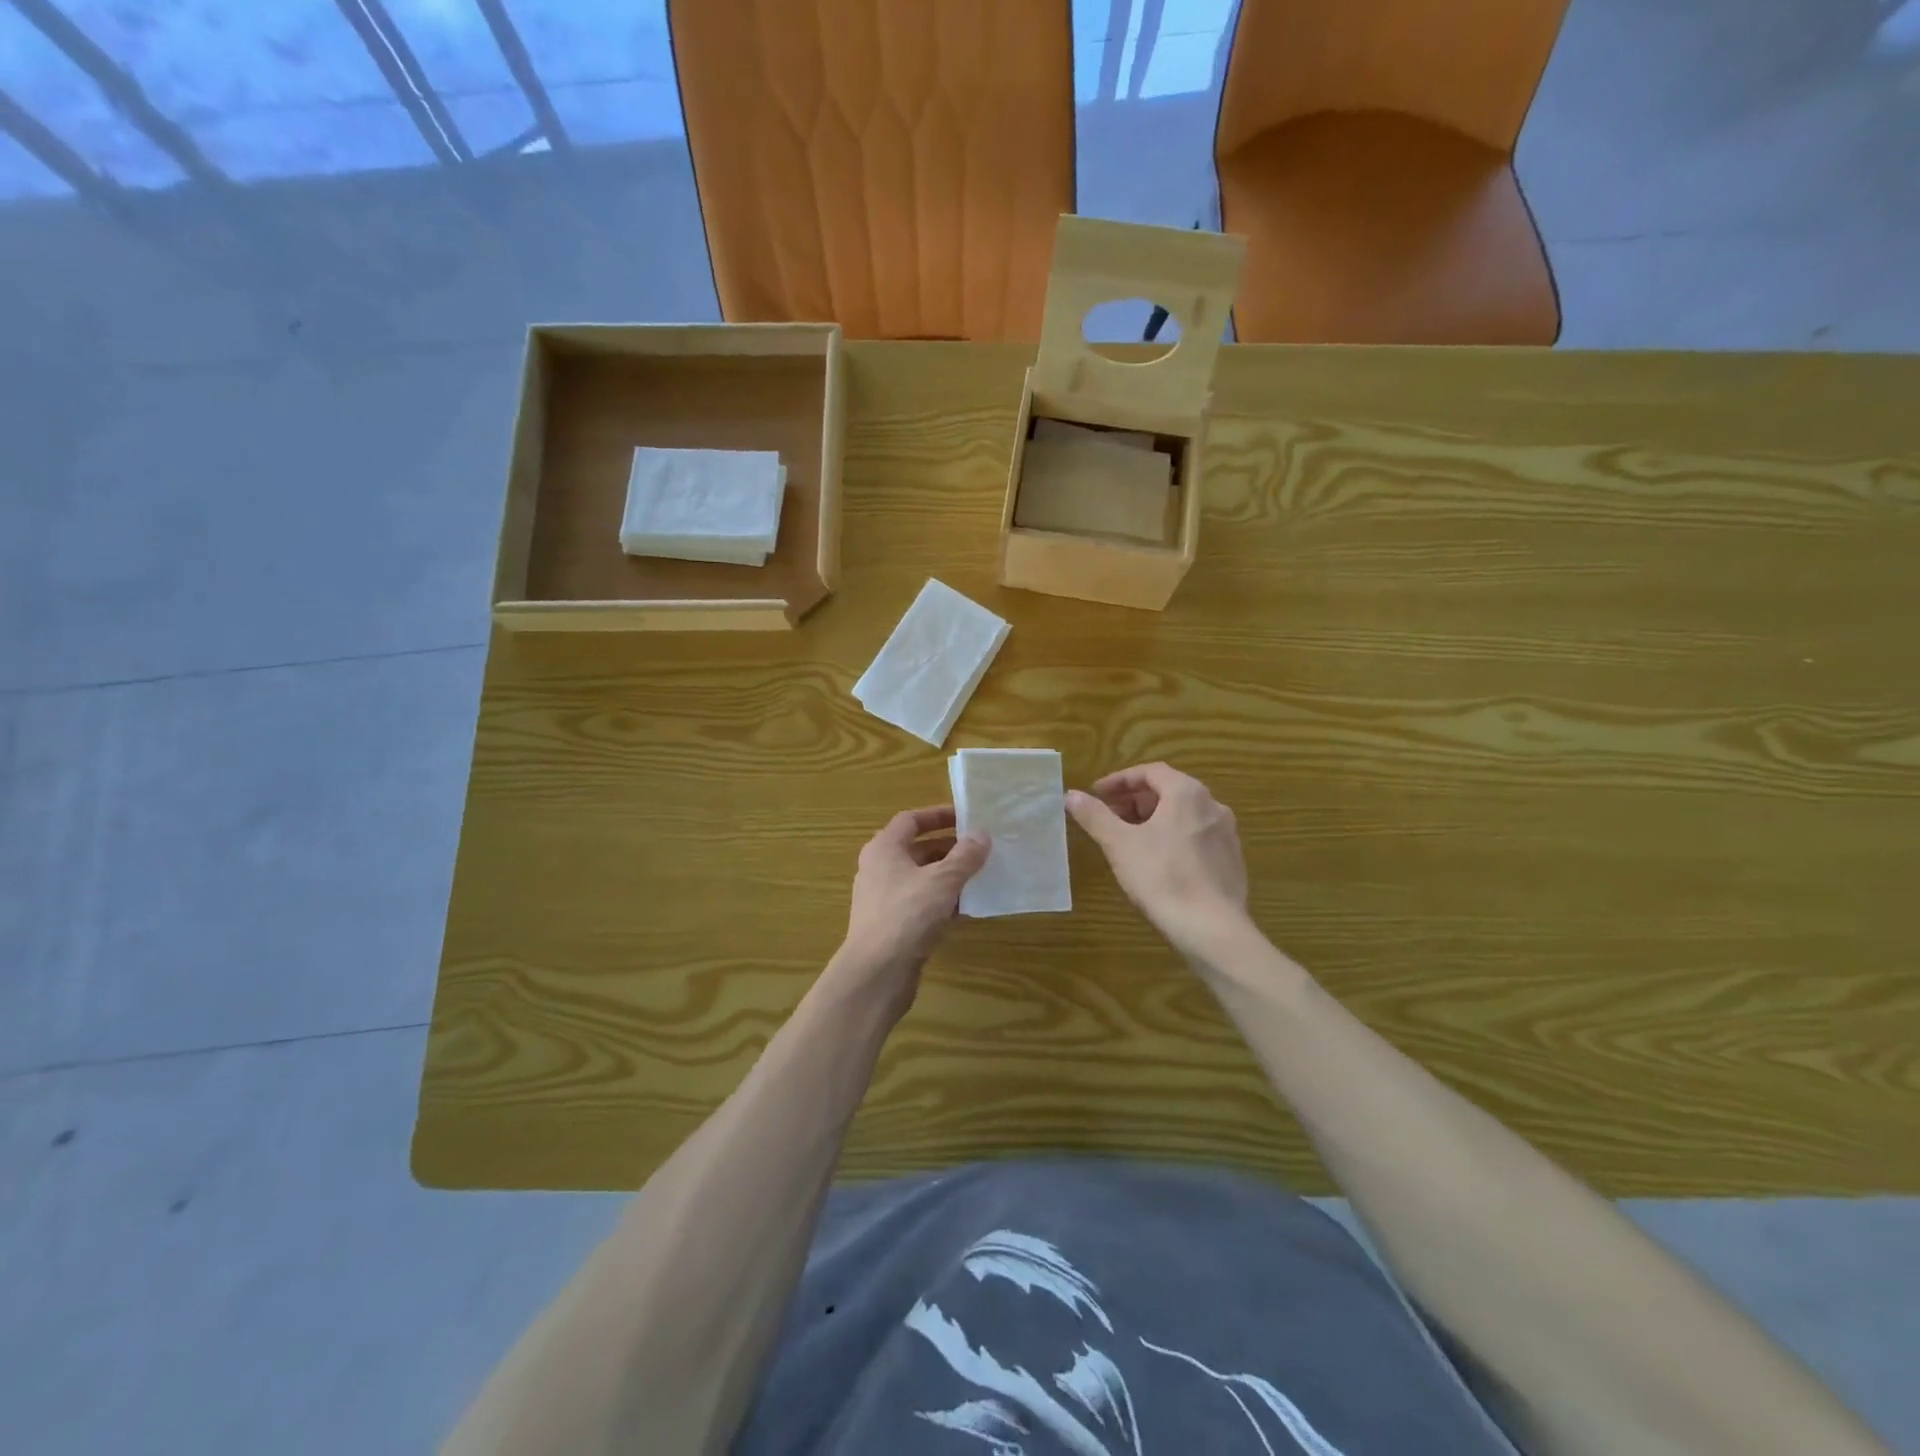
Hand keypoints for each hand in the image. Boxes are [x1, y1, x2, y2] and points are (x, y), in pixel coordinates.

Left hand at [836, 807, 989, 1010]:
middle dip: (949, 848)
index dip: (938, 815)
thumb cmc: (907, 915)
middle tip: (980, 848)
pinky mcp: (892, 925)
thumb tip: (982, 834)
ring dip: (948, 876)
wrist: (876, 973)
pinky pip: (921, 903)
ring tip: (980, 876)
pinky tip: (967, 909)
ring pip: (921, 878)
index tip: (967, 817)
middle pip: (917, 849)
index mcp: (884, 848)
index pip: (911, 820)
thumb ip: (964, 856)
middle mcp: (879, 869)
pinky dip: (942, 901)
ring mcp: (884, 899)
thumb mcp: (942, 881)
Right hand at [1067, 763, 1250, 957]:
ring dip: (1154, 819)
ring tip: (1129, 839)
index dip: (1120, 780)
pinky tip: (1158, 862)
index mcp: (1187, 793)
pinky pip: (1197, 837)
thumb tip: (1071, 795)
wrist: (1212, 928)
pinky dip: (1173, 838)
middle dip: (1136, 801)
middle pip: (1169, 791)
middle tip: (1109, 817)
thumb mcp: (1119, 844)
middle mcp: (1213, 805)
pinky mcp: (1232, 860)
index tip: (1097, 794)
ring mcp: (1227, 834)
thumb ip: (1094, 816)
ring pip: (1184, 815)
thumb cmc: (1162, 877)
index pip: (1151, 772)